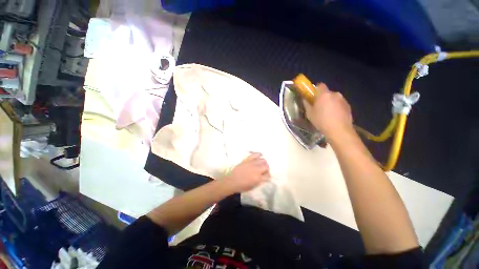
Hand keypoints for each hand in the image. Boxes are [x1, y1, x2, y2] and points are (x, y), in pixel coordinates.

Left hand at [223, 153, 270, 192]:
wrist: (232, 181)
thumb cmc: (242, 186)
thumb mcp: (253, 186)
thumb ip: (260, 181)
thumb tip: (265, 176)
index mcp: (258, 178)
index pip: (268, 175)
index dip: (268, 176)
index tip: (266, 176)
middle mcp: (256, 170)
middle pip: (266, 166)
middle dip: (266, 168)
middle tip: (264, 170)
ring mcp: (252, 163)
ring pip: (263, 160)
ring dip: (263, 162)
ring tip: (261, 164)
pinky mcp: (247, 159)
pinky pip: (255, 154)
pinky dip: (258, 155)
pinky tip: (258, 157)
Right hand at [303, 83, 353, 137]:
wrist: (338, 130)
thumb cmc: (321, 121)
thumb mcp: (309, 114)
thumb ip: (307, 105)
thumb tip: (304, 100)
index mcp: (324, 95)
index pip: (320, 85)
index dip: (316, 90)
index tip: (313, 97)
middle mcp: (335, 94)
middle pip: (327, 93)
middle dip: (323, 98)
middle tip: (319, 107)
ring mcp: (343, 100)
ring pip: (334, 98)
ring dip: (330, 103)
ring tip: (327, 113)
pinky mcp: (348, 106)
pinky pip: (340, 104)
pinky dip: (336, 107)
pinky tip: (334, 116)